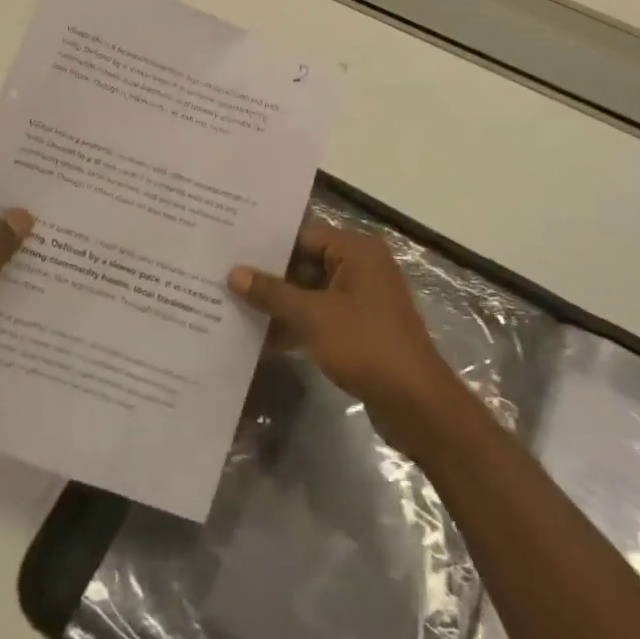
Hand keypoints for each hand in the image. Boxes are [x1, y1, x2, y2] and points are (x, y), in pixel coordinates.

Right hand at [230, 222, 459, 443]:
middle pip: (305, 261)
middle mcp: (361, 266)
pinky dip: (295, 321)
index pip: (302, 235)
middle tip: (224, 274)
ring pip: (310, 290)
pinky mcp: (358, 326)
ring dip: (279, 301)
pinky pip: (319, 314)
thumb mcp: (313, 317)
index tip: (230, 248)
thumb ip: (272, 293)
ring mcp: (361, 298)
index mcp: (356, 250)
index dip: (266, 244)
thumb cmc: (366, 346)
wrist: (416, 404)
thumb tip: (234, 273)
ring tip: (233, 302)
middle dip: (269, 274)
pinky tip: (259, 334)